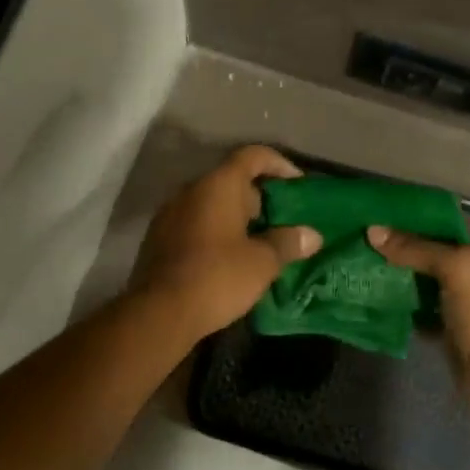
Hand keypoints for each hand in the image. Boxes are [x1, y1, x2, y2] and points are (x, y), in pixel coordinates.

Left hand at [130, 146, 322, 342]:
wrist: (160, 312)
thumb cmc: (218, 277)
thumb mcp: (262, 262)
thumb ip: (287, 243)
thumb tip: (312, 235)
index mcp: (218, 185)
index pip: (252, 156)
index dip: (279, 164)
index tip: (298, 183)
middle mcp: (191, 190)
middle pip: (231, 179)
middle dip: (258, 197)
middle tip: (281, 220)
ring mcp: (170, 213)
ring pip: (211, 203)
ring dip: (236, 216)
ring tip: (259, 241)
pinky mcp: (158, 238)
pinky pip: (195, 222)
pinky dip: (215, 231)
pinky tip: (229, 258)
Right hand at [367, 226, 469, 411]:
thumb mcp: (455, 268)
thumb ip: (415, 248)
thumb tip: (372, 230)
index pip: (445, 222)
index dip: (416, 216)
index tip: (380, 212)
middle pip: (430, 251)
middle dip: (400, 245)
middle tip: (364, 237)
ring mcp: (459, 301)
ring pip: (421, 280)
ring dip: (396, 274)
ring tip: (362, 261)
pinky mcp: (446, 328)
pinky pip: (417, 309)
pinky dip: (399, 304)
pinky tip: (374, 295)